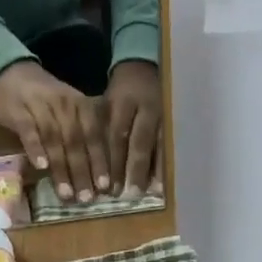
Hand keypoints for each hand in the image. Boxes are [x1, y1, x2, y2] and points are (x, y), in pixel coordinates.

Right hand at [0, 61, 110, 204]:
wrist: (13, 73)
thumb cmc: (46, 99)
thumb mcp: (70, 110)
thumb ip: (82, 135)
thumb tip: (96, 171)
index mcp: (82, 106)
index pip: (94, 137)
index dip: (100, 163)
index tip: (105, 188)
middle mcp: (65, 106)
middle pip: (76, 143)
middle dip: (83, 172)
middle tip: (87, 198)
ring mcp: (41, 108)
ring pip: (55, 141)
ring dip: (61, 169)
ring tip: (66, 194)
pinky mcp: (19, 112)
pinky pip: (29, 132)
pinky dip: (36, 149)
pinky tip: (41, 167)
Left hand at [103, 60, 163, 195]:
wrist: (144, 66)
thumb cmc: (120, 91)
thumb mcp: (106, 103)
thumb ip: (100, 129)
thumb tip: (88, 164)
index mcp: (122, 102)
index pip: (117, 135)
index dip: (112, 162)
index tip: (108, 186)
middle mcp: (145, 109)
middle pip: (139, 143)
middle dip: (133, 170)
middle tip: (127, 194)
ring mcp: (163, 114)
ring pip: (159, 145)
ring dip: (154, 170)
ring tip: (150, 193)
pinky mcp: (174, 119)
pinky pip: (170, 144)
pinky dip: (166, 164)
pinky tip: (164, 182)